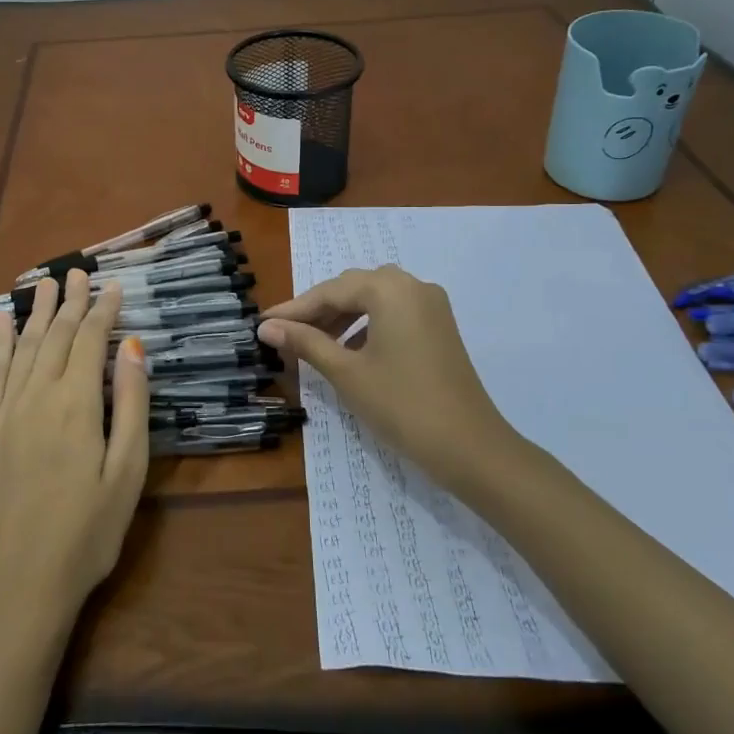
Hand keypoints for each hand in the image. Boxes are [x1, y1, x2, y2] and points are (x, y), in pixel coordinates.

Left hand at [0, 270, 149, 633]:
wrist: (19, 583)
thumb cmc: (88, 531)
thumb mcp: (127, 471)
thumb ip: (132, 405)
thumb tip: (133, 348)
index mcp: (77, 404)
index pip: (90, 341)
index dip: (103, 311)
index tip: (113, 286)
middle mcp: (37, 396)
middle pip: (55, 336)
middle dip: (69, 302)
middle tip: (77, 273)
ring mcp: (6, 412)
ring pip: (22, 347)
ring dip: (35, 313)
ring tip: (43, 283)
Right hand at [258, 265, 518, 492]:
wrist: (470, 448)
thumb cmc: (401, 405)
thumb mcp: (346, 373)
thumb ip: (305, 343)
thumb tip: (266, 327)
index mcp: (389, 289)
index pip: (330, 291)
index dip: (294, 309)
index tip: (262, 323)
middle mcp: (412, 286)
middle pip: (353, 289)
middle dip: (317, 311)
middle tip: (284, 334)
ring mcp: (431, 306)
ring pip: (374, 300)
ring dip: (341, 317)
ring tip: (312, 344)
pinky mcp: (439, 327)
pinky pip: (393, 313)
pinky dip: (366, 325)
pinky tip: (349, 350)